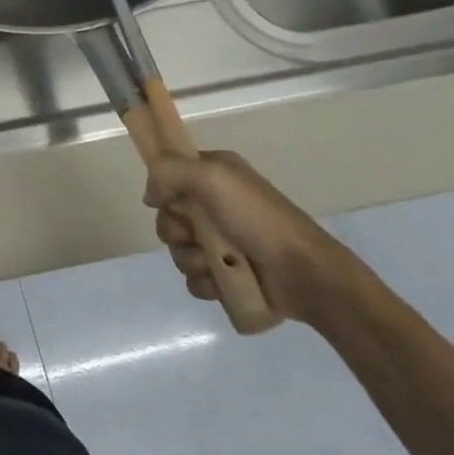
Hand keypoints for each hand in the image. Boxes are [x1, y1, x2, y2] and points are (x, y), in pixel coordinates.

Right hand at [143, 150, 369, 327]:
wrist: (302, 272)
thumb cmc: (257, 218)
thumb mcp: (212, 177)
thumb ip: (169, 172)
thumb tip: (150, 196)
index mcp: (215, 176)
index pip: (170, 178)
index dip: (165, 193)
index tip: (171, 203)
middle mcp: (216, 205)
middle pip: (169, 218)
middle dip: (175, 232)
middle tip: (194, 236)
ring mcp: (221, 242)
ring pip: (178, 250)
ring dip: (190, 260)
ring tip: (215, 264)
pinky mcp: (226, 274)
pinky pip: (193, 278)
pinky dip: (204, 282)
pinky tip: (221, 282)